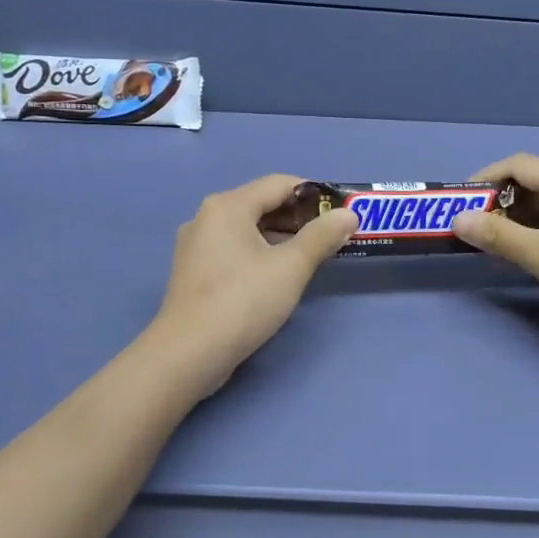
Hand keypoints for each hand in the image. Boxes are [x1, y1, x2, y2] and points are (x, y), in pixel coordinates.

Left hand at [152, 174, 356, 390]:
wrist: (189, 353)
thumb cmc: (243, 302)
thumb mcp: (291, 267)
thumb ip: (322, 236)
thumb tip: (349, 214)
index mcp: (228, 206)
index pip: (279, 184)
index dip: (315, 195)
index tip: (340, 214)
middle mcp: (206, 217)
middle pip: (261, 205)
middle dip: (298, 218)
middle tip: (331, 238)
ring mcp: (195, 246)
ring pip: (247, 230)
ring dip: (280, 238)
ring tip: (310, 258)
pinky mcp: (194, 272)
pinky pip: (233, 250)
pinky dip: (259, 254)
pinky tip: (276, 276)